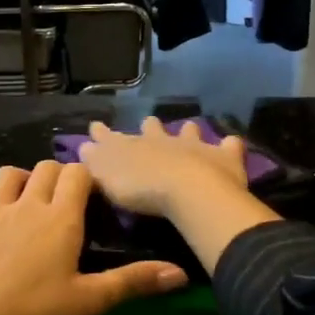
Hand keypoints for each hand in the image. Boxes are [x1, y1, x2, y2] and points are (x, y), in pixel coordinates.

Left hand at [0, 159, 187, 314]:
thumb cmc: (33, 314)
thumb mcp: (89, 301)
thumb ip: (133, 282)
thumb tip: (181, 273)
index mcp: (60, 218)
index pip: (78, 174)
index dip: (86, 180)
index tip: (90, 200)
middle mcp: (26, 204)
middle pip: (44, 168)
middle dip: (56, 177)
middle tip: (61, 205)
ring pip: (6, 174)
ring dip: (19, 181)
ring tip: (24, 203)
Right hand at [77, 117, 250, 217]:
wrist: (186, 190)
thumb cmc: (141, 189)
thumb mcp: (106, 180)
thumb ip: (94, 164)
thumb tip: (83, 148)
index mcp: (132, 146)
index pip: (111, 137)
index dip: (102, 134)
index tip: (95, 127)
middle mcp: (161, 140)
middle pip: (152, 128)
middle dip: (148, 126)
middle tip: (148, 125)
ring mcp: (194, 145)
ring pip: (189, 131)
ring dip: (188, 131)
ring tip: (190, 129)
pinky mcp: (222, 156)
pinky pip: (229, 146)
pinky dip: (229, 146)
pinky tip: (231, 144)